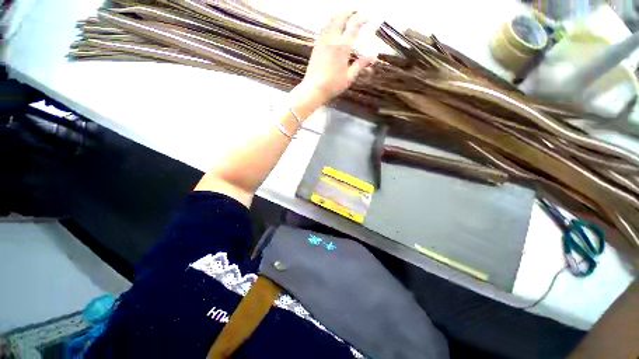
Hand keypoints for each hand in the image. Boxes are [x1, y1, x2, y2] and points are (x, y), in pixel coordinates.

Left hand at [292, 11, 373, 112]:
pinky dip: (330, 24)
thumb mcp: (349, 77)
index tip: (367, 20)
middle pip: (341, 17)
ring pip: (330, 20)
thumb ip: (360, 64)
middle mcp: (332, 39)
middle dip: (349, 13)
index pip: (354, 24)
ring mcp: (322, 41)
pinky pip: (323, 29)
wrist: (313, 89)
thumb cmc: (333, 85)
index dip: (362, 19)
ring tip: (344, 19)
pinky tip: (332, 29)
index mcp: (343, 46)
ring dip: (339, 16)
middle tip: (355, 15)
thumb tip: (372, 56)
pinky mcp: (316, 46)